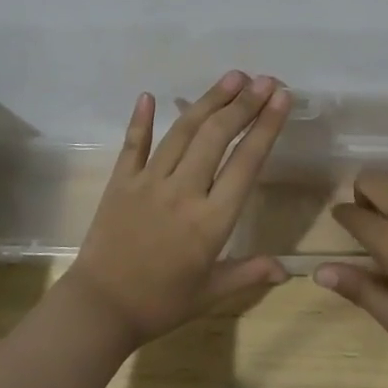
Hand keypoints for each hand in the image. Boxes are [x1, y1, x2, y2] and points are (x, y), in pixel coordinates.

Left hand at [63, 72, 291, 347]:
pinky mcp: (120, 182)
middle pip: (217, 136)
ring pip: (182, 131)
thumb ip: (249, 273)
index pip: (246, 163)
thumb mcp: (210, 293)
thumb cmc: (161, 304)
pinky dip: (141, 119)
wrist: (100, 310)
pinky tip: (148, 95)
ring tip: (232, 77)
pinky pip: (133, 144)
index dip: (266, 127)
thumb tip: (288, 269)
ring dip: (209, 101)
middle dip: (244, 104)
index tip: (282, 99)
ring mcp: (148, 182)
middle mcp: (183, 192)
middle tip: (265, 80)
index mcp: (211, 221)